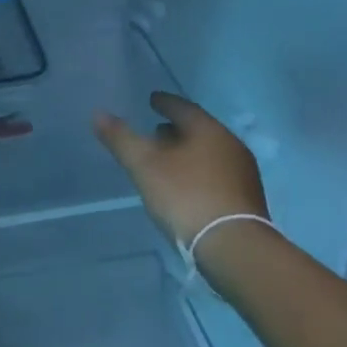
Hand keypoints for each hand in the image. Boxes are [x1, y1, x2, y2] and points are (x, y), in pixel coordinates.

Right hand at [93, 92, 268, 245]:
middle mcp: (230, 145)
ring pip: (210, 153)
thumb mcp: (145, 166)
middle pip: (199, 130)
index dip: (164, 103)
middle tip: (156, 131)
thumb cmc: (186, 197)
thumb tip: (99, 114)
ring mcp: (243, 173)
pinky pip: (218, 174)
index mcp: (208, 130)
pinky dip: (200, 171)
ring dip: (188, 152)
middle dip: (176, 129)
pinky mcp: (247, 198)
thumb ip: (122, 139)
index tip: (152, 100)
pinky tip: (187, 186)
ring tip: (168, 159)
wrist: (233, 246)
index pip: (183, 107)